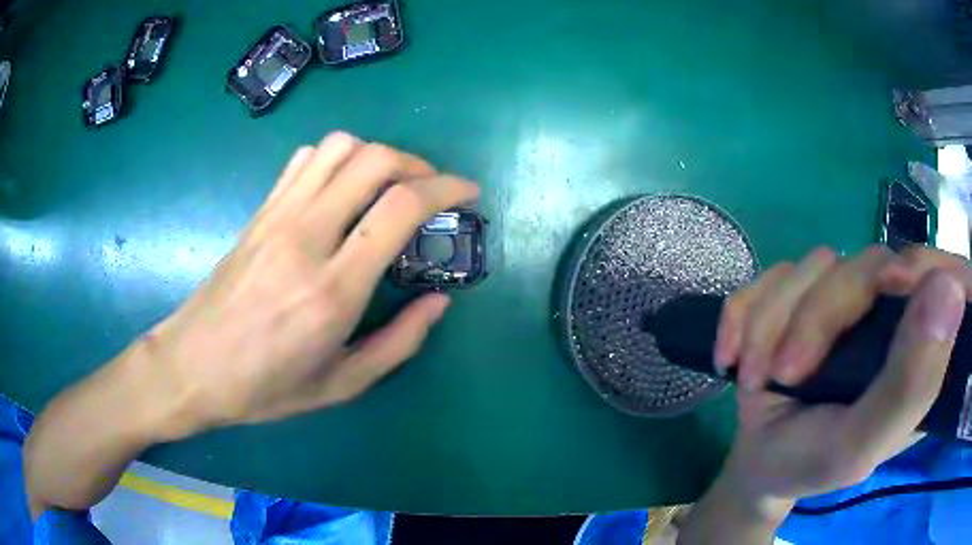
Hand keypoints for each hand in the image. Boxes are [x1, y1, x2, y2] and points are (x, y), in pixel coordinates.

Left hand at [25, 132, 478, 516]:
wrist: (192, 366)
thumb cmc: (264, 388)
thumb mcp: (340, 385)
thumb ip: (399, 344)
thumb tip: (440, 302)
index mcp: (333, 289)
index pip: (400, 207)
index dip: (446, 189)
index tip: (468, 194)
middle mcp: (307, 237)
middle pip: (374, 160)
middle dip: (419, 164)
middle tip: (434, 188)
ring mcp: (278, 217)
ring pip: (339, 147)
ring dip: (378, 154)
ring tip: (391, 183)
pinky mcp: (259, 212)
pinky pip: (304, 159)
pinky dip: (337, 158)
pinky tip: (343, 186)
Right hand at [713, 245, 968, 517]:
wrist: (756, 463)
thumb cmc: (812, 463)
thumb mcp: (861, 444)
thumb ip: (910, 384)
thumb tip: (949, 290)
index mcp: (921, 350)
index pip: (945, 277)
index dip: (924, 268)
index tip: (890, 288)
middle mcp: (892, 313)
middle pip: (869, 263)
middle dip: (818, 315)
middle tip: (786, 371)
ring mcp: (848, 299)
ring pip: (816, 265)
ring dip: (773, 321)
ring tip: (756, 378)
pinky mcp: (806, 293)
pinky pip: (774, 273)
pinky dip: (745, 312)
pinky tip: (732, 355)